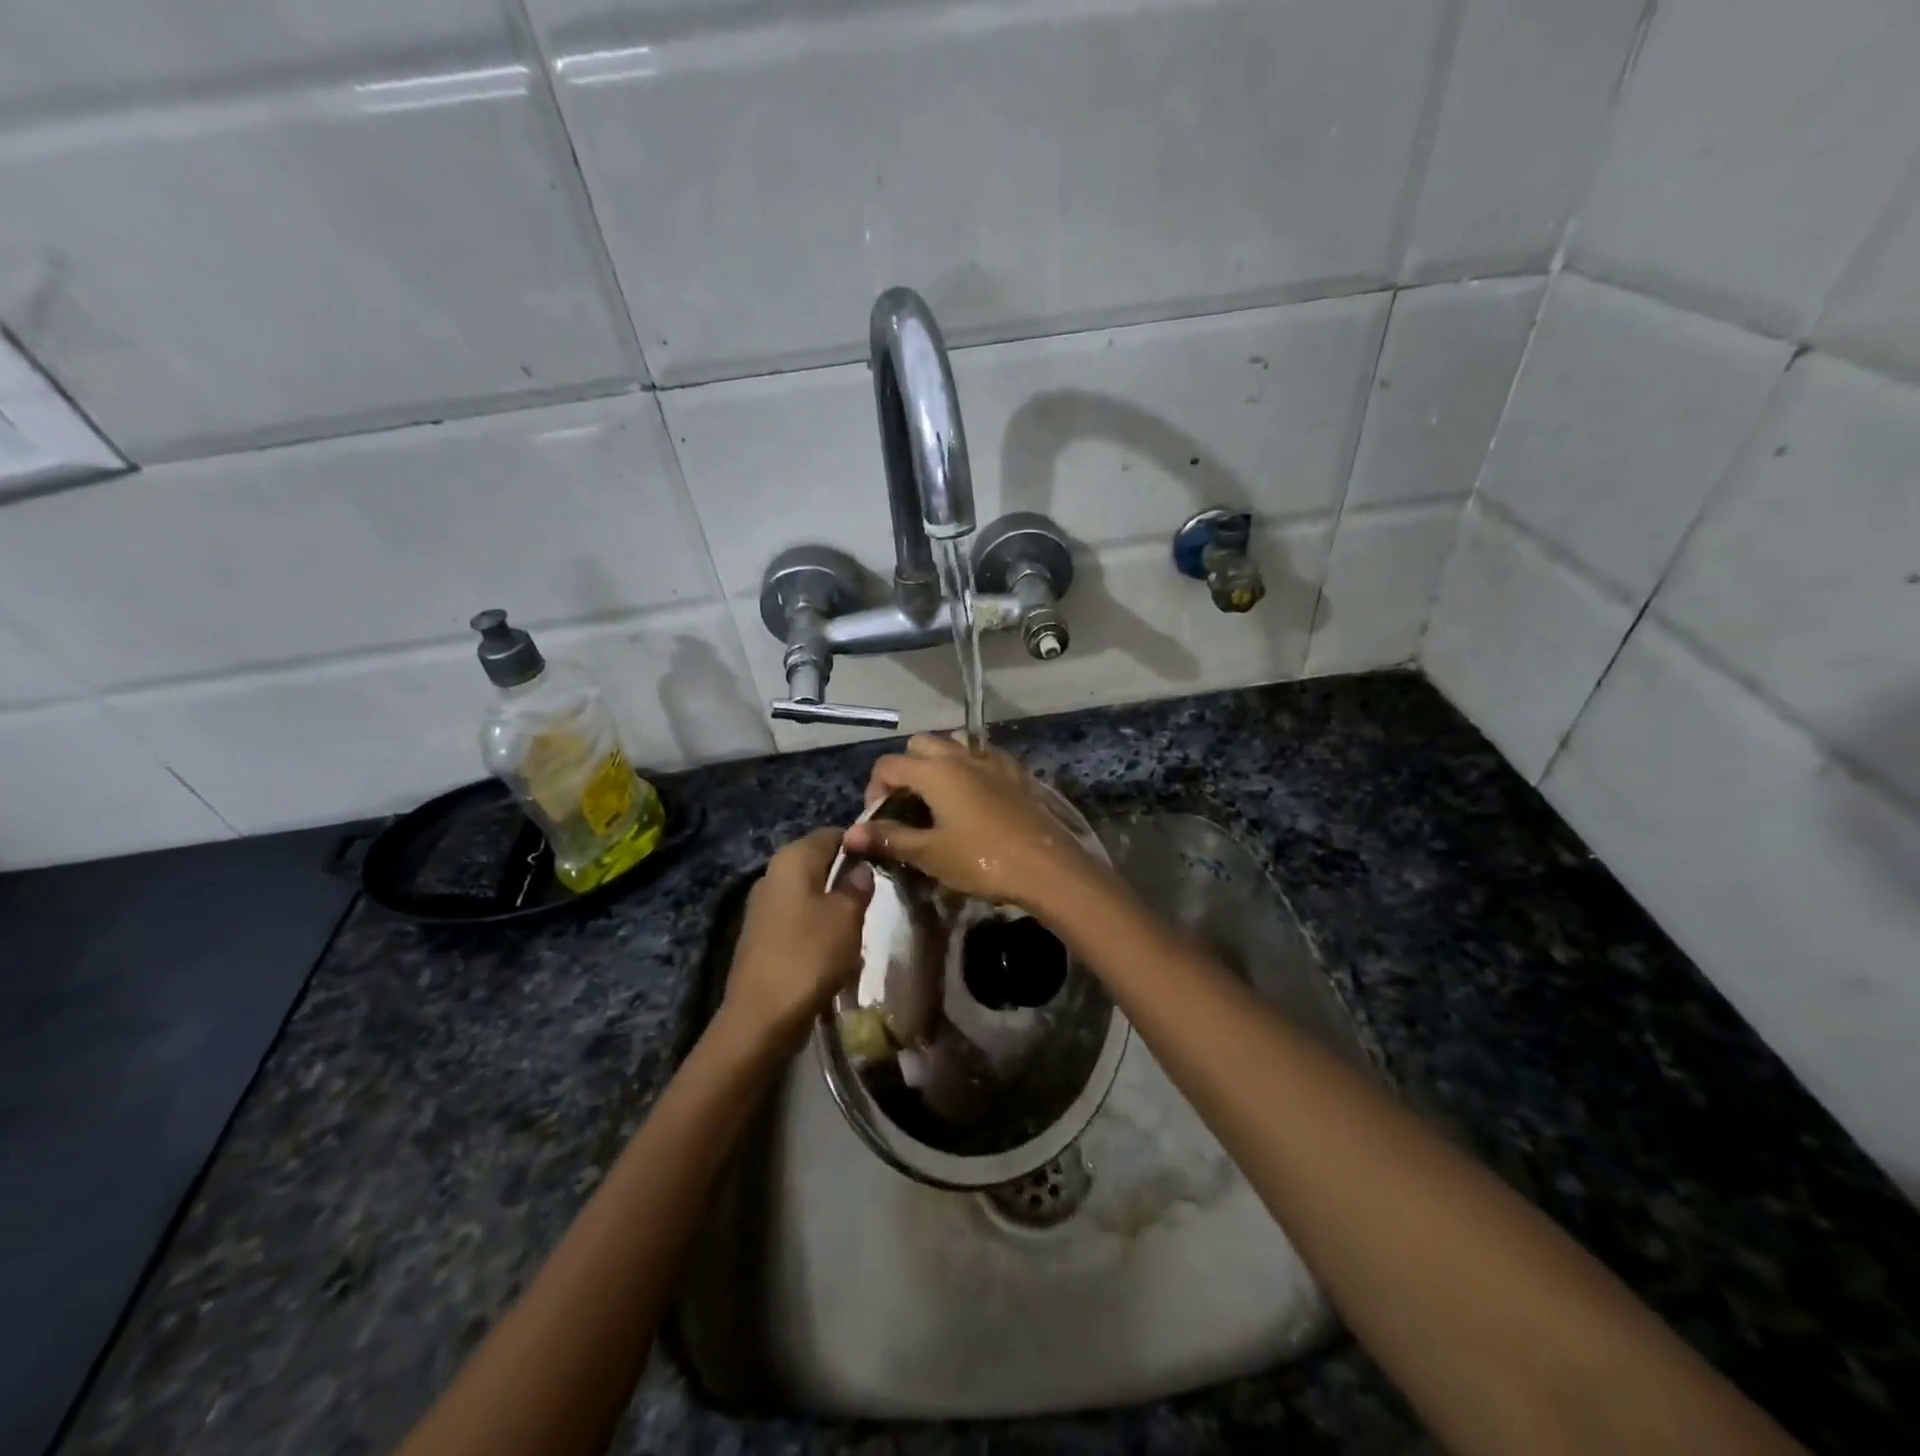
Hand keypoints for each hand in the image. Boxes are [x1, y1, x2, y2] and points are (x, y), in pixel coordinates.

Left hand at [722, 828, 873, 1046]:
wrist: (760, 1017)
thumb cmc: (810, 956)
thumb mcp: (847, 916)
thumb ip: (857, 885)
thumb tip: (860, 869)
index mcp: (792, 859)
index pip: (833, 834)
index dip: (860, 845)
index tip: (883, 864)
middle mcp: (773, 874)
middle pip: (819, 863)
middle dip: (846, 879)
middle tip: (875, 899)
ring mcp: (763, 906)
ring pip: (809, 893)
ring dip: (833, 907)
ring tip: (858, 929)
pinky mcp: (761, 935)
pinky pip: (798, 920)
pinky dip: (817, 929)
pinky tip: (834, 951)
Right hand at [841, 735, 1104, 913]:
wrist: (1046, 866)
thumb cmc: (982, 860)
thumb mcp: (930, 853)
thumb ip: (889, 838)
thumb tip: (850, 834)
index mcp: (934, 771)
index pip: (888, 765)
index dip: (875, 790)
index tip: (880, 820)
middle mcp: (960, 755)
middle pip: (920, 745)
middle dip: (905, 769)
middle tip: (907, 805)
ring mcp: (991, 760)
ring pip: (953, 744)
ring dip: (937, 762)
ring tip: (938, 798)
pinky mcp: (1015, 772)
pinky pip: (982, 756)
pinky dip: (969, 767)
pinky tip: (973, 796)